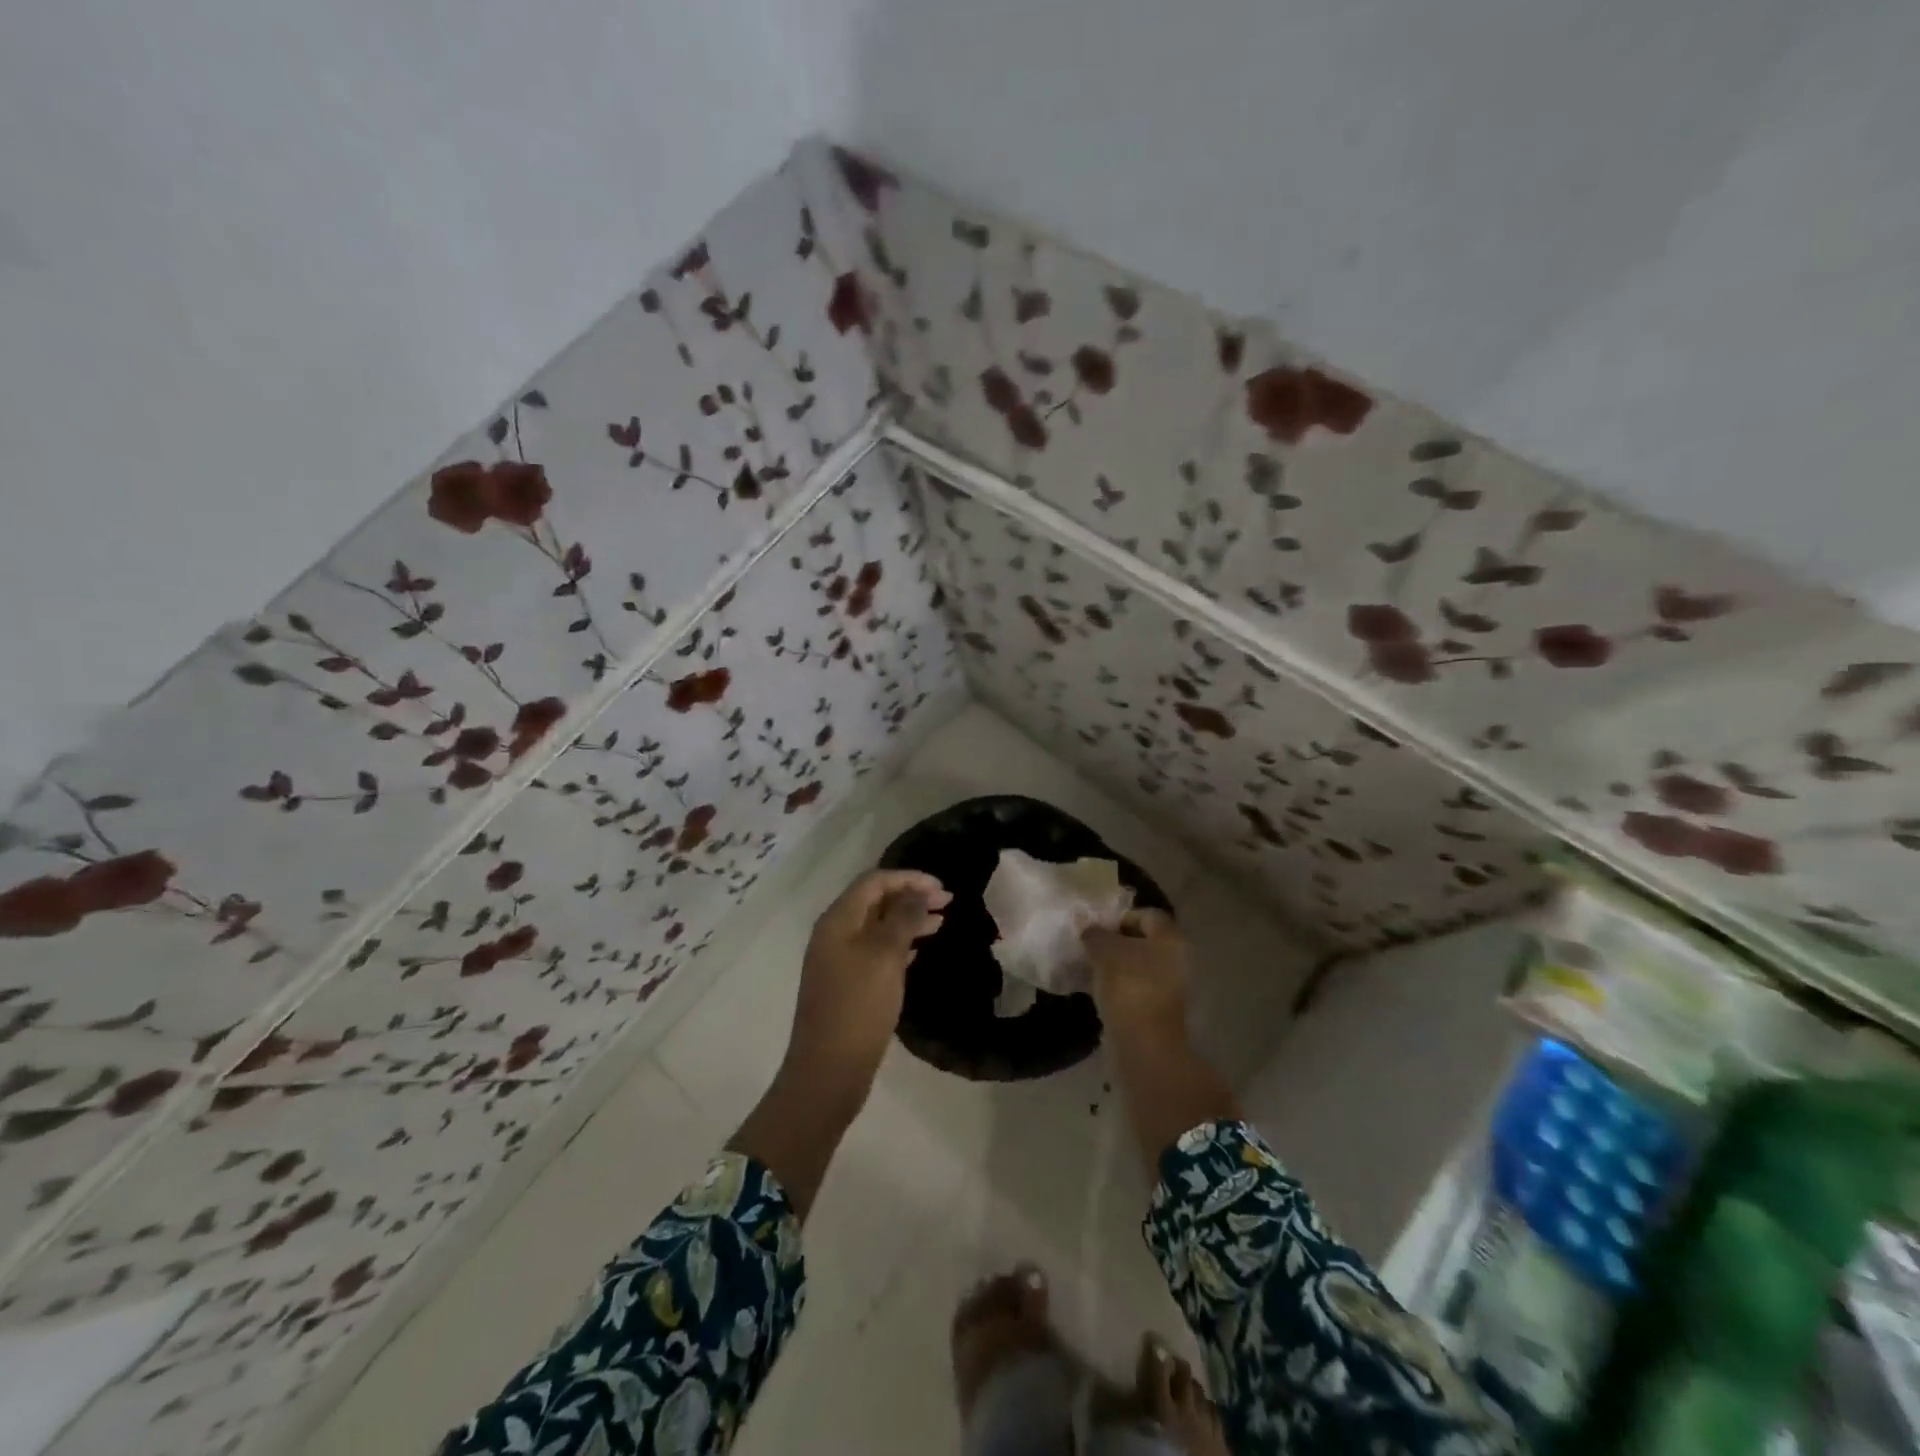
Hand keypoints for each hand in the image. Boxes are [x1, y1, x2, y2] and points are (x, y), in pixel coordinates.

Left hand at [787, 869, 949, 1101]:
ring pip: (878, 927)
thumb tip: (918, 892)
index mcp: (837, 920)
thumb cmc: (858, 1006)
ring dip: (908, 919)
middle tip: (948, 902)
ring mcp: (839, 960)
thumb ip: (903, 918)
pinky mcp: (847, 984)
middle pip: (875, 901)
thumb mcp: (885, 956)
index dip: (909, 878)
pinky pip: (876, 951)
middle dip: (911, 896)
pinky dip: (900, 943)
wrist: (828, 1071)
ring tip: (942, 923)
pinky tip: (920, 949)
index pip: (874, 881)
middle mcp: (834, 934)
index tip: (942, 888)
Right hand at [1083, 909, 1191, 1046]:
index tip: (1096, 928)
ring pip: (1140, 967)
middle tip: (1090, 947)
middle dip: (1117, 942)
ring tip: (1090, 970)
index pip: (1146, 915)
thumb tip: (1087, 925)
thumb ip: (1094, 933)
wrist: (1144, 1044)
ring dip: (1116, 966)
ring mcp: (1172, 988)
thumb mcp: (1103, 951)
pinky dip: (1119, 988)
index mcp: (1170, 938)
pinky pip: (1137, 989)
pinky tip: (1099, 991)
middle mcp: (1177, 959)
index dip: (1120, 917)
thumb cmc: (1128, 985)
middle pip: (1144, 941)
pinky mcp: (1160, 1012)